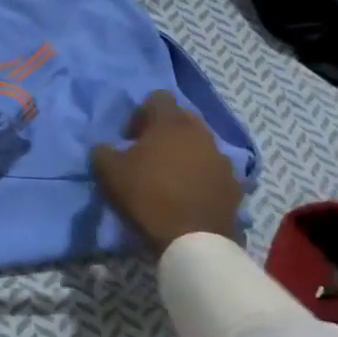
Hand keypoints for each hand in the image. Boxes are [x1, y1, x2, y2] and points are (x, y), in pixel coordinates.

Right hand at [91, 91, 242, 254]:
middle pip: (182, 118)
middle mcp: (200, 132)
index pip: (158, 97)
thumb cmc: (148, 196)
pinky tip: (189, 194)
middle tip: (149, 154)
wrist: (193, 239)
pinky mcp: (234, 182)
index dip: (142, 112)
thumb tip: (104, 147)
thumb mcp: (110, 173)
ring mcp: (222, 157)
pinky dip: (201, 175)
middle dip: (165, 131)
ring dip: (185, 152)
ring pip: (200, 144)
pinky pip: (214, 169)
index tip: (131, 137)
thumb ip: (103, 152)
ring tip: (171, 176)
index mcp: (171, 123)